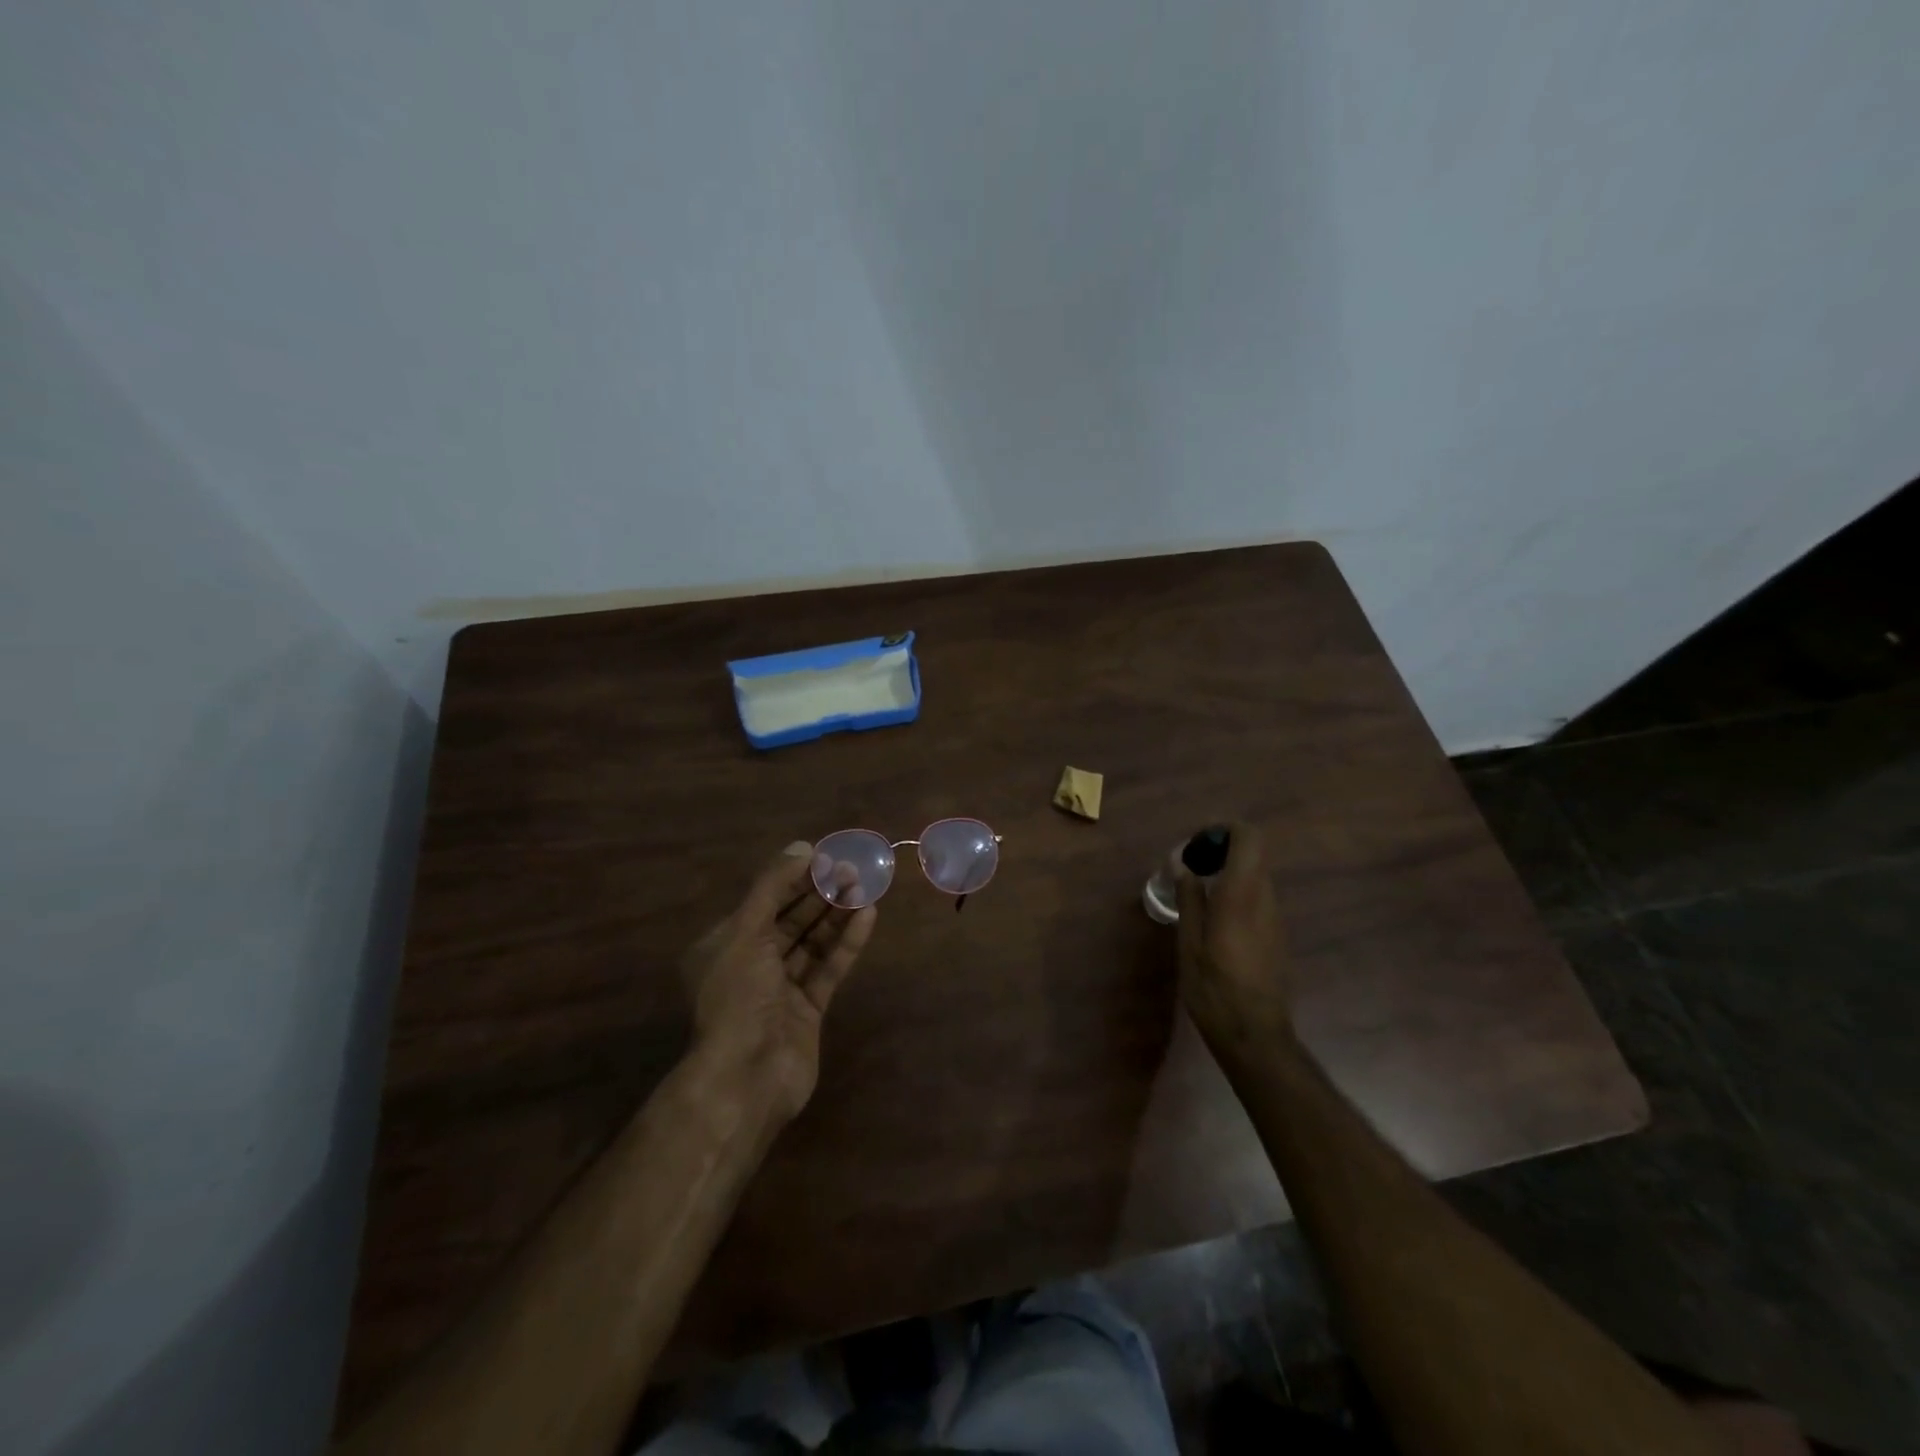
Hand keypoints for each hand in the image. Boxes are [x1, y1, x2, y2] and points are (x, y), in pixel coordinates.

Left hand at [681, 843, 876, 1121]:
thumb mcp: (745, 933)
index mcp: (726, 944)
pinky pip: (829, 967)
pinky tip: (867, 916)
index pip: (765, 900)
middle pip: (792, 918)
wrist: (746, 1078)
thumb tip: (802, 847)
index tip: (827, 856)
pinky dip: (847, 943)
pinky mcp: (809, 1009)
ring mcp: (782, 988)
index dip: (795, 876)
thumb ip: (773, 888)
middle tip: (854, 869)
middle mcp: (752, 963)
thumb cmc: (738, 997)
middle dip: (820, 893)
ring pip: (813, 941)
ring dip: (837, 914)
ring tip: (866, 887)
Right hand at [1174, 821, 1293, 1056]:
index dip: (1225, 830)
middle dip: (1222, 851)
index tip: (1198, 844)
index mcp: (1242, 895)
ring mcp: (1276, 918)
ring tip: (1198, 894)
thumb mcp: (1189, 942)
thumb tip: (1182, 863)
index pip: (1249, 838)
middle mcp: (1265, 899)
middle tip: (1191, 868)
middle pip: (1254, 855)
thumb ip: (1189, 898)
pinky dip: (1237, 893)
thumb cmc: (1214, 988)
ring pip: (1256, 877)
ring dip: (1229, 873)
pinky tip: (1215, 920)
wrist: (1255, 1036)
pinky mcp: (1278, 935)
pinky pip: (1259, 899)